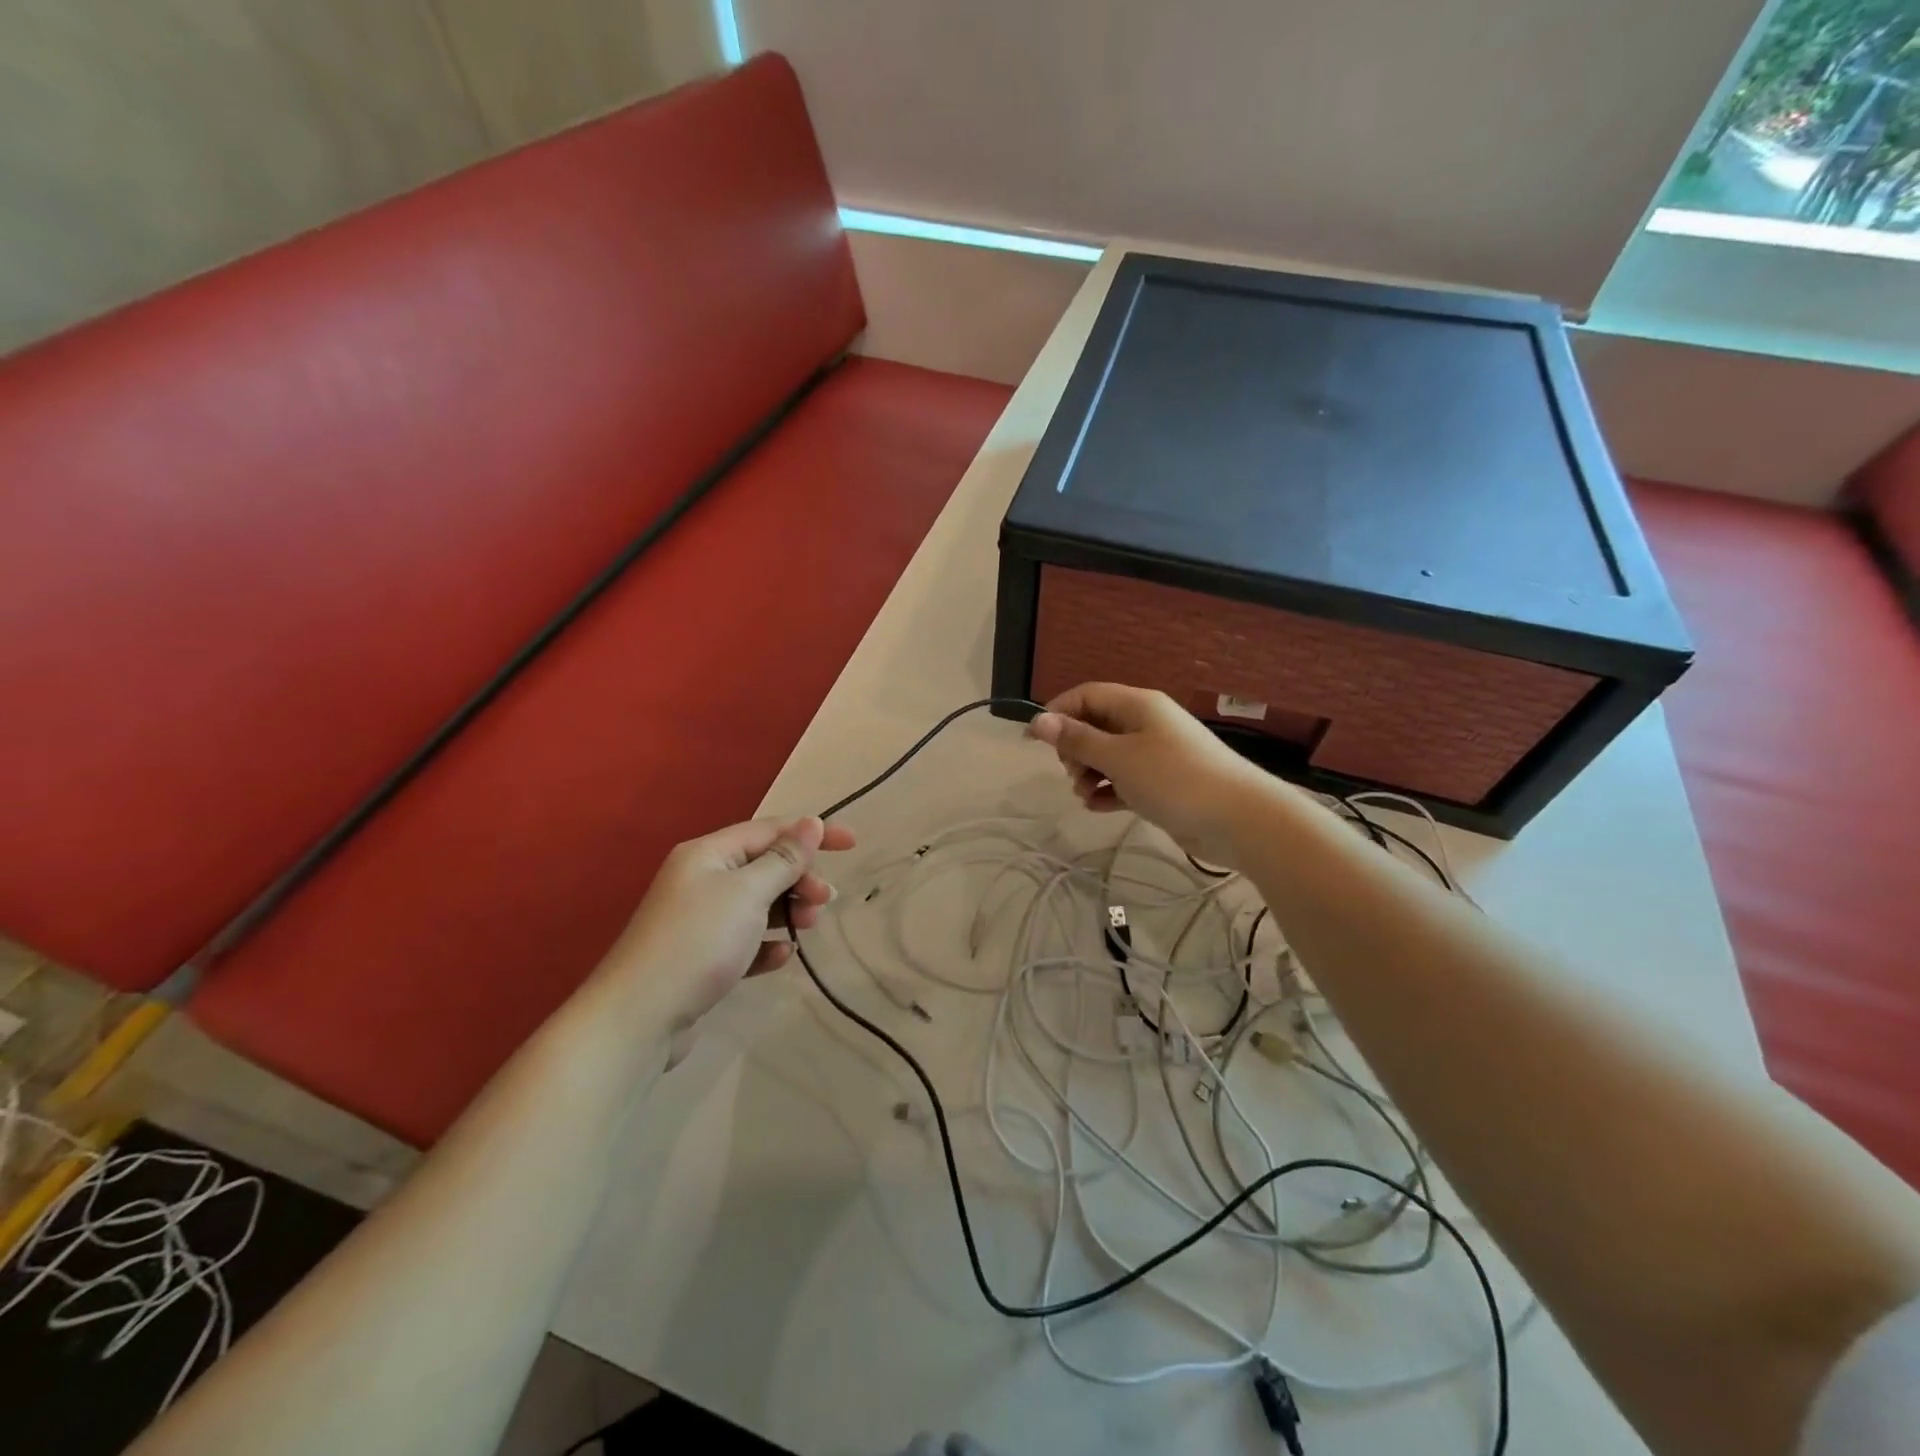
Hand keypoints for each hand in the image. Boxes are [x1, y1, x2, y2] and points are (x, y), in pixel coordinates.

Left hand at [602, 817, 853, 1043]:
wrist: (637, 1019)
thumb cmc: (697, 943)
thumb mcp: (748, 893)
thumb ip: (784, 859)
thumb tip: (811, 823)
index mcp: (708, 854)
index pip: (770, 830)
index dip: (812, 833)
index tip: (852, 844)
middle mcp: (701, 879)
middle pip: (764, 866)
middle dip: (800, 877)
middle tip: (825, 899)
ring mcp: (698, 920)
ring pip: (756, 903)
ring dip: (787, 909)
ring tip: (808, 926)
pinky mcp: (700, 957)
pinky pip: (743, 939)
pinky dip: (765, 943)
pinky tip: (780, 957)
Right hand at [1026, 683, 1270, 865]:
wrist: (1237, 818)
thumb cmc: (1173, 778)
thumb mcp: (1118, 757)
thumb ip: (1077, 739)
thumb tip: (1039, 720)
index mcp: (1138, 705)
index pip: (1087, 695)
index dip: (1058, 712)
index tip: (1034, 740)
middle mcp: (1146, 723)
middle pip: (1096, 725)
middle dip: (1075, 748)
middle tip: (1071, 773)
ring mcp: (1157, 753)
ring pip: (1109, 755)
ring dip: (1090, 772)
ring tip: (1085, 794)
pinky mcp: (1163, 783)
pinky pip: (1125, 779)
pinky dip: (1109, 789)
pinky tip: (1098, 807)